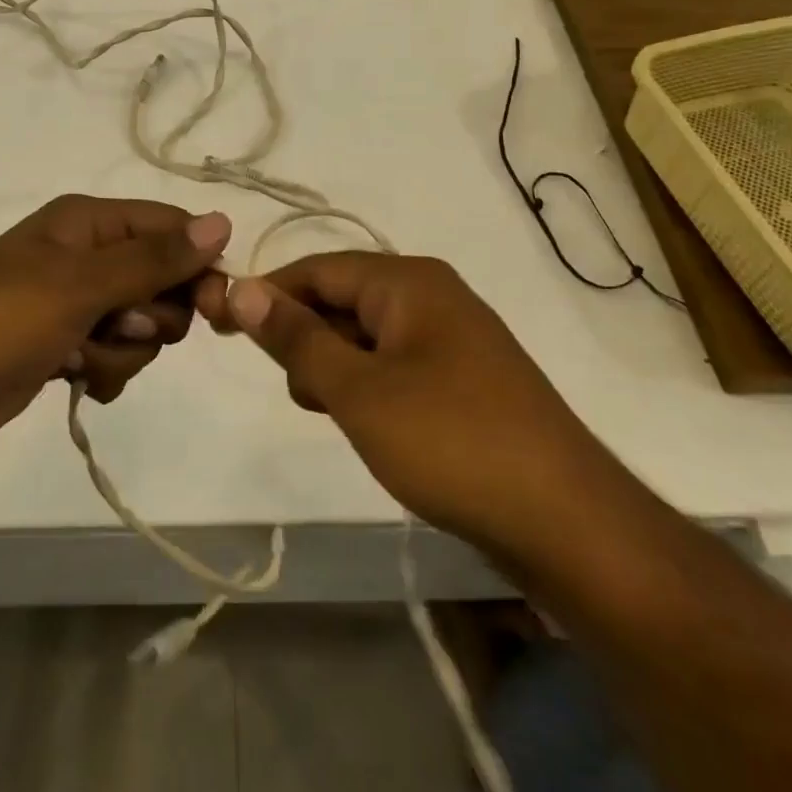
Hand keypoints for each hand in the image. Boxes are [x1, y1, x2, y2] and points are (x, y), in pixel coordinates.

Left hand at [0, 195, 229, 452]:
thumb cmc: (0, 322)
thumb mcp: (81, 286)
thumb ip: (154, 259)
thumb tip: (222, 222)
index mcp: (88, 222)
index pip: (171, 227)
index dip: (197, 264)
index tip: (213, 307)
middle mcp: (86, 254)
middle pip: (162, 278)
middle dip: (151, 314)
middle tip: (119, 325)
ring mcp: (75, 300)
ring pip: (142, 322)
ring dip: (123, 347)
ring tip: (81, 355)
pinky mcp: (66, 341)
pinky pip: (116, 351)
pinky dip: (105, 367)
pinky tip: (76, 376)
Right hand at [196, 252, 606, 547]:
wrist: (569, 523)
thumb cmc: (451, 441)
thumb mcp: (358, 390)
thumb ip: (297, 338)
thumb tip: (242, 288)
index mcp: (409, 281)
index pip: (319, 268)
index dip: (268, 293)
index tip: (222, 322)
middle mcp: (433, 295)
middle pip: (344, 298)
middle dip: (306, 335)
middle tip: (292, 388)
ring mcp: (454, 338)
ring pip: (368, 335)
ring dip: (336, 365)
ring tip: (328, 411)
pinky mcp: (466, 379)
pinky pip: (396, 363)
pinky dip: (367, 384)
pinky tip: (364, 423)